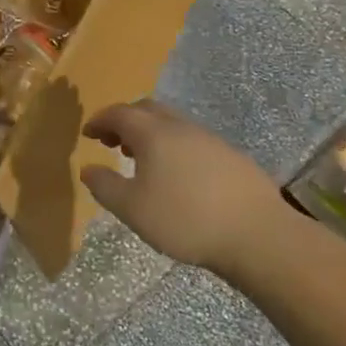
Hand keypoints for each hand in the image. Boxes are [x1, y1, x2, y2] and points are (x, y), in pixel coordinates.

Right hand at [80, 100, 285, 274]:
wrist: (257, 234)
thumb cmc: (185, 219)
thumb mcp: (132, 209)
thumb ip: (105, 186)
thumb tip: (88, 169)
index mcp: (153, 133)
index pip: (119, 113)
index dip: (100, 120)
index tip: (88, 133)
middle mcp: (180, 127)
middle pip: (147, 110)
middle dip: (125, 121)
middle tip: (112, 142)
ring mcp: (210, 139)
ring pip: (172, 124)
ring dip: (151, 134)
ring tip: (142, 160)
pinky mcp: (231, 156)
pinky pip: (192, 141)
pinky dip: (174, 147)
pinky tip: (178, 176)